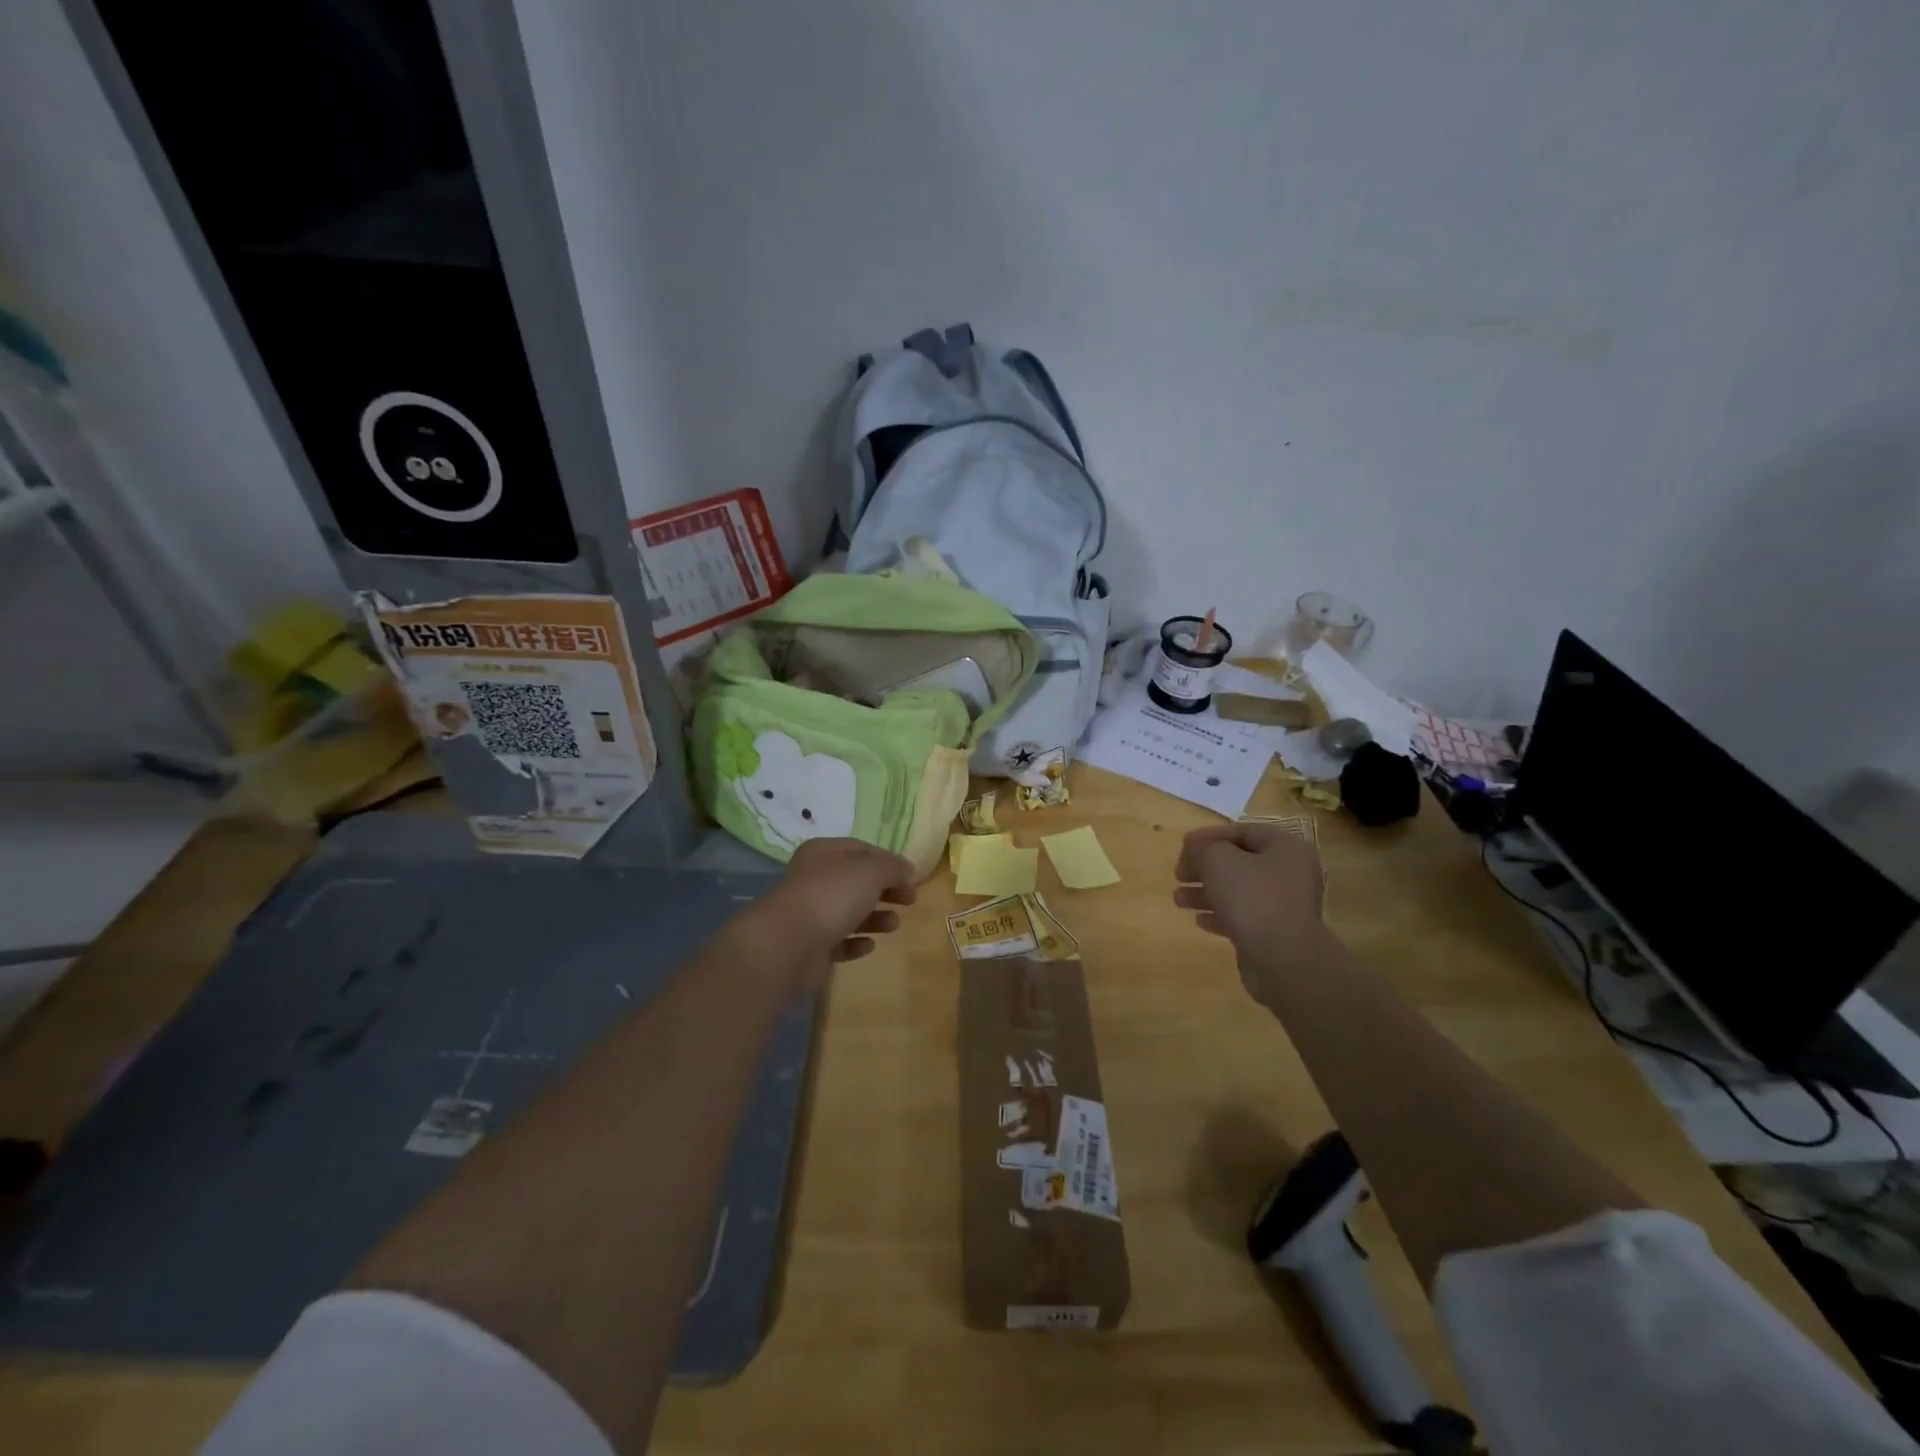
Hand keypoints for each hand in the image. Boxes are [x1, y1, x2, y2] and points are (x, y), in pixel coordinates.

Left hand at [742, 838, 916, 992]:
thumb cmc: (832, 896)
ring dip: (875, 917)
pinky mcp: (810, 945)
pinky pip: (838, 941)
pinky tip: (869, 946)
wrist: (788, 944)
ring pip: (849, 911)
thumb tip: (907, 871)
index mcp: (824, 853)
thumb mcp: (871, 872)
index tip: (912, 878)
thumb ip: (893, 868)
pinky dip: (855, 942)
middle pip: (857, 881)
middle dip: (885, 890)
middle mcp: (815, 878)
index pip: (862, 850)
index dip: (889, 861)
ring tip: (893, 925)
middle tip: (909, 901)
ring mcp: (811, 913)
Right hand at [1174, 823, 1329, 1007]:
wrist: (1284, 960)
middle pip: (1239, 862)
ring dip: (1206, 892)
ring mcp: (1285, 906)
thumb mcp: (1217, 860)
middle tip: (1179, 875)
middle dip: (1204, 867)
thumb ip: (1201, 847)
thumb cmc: (1252, 898)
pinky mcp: (1276, 933)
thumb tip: (1194, 848)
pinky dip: (1220, 915)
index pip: (1243, 831)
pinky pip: (1244, 916)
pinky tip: (1199, 921)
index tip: (1183, 847)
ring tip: (1178, 899)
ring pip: (1238, 891)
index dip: (1209, 836)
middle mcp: (1290, 873)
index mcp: (1286, 848)